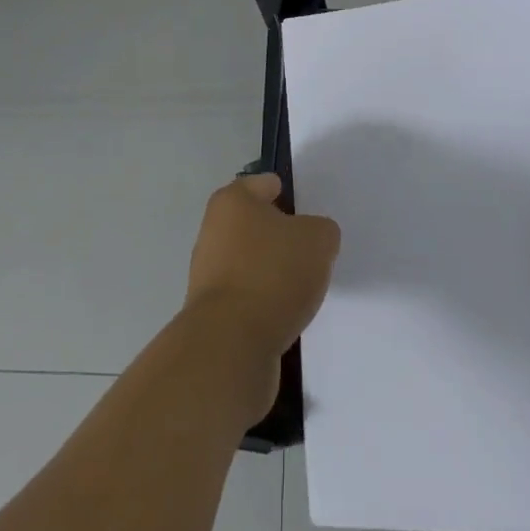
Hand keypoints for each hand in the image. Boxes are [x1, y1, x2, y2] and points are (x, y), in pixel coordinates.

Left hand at [184, 173, 340, 394]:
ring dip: (271, 271)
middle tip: (309, 248)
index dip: (285, 192)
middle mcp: (213, 231)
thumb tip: (313, 239)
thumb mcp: (318, 240)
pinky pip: (246, 297)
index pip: (262, 185)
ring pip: (249, 262)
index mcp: (232, 202)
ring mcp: (208, 274)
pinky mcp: (211, 314)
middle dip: (279, 234)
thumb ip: (322, 231)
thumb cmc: (272, 274)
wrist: (230, 345)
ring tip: (301, 286)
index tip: (306, 209)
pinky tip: (284, 314)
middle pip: (253, 224)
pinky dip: (263, 302)